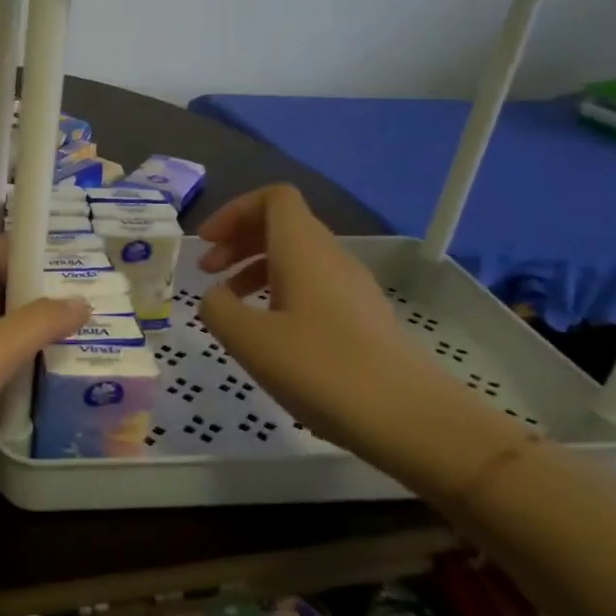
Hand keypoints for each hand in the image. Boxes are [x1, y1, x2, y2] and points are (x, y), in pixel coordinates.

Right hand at [195, 184, 513, 494]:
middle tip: (207, 271)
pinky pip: (312, 286)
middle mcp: (331, 258)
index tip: (206, 243)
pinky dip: (279, 293)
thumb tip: (215, 297)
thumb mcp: (250, 341)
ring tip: (230, 305)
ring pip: (297, 258)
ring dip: (256, 269)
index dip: (234, 211)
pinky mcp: (361, 318)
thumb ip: (218, 310)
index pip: (274, 198)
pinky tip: (268, 333)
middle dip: (239, 240)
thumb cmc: (322, 370)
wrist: (409, 417)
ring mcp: (352, 288)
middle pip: (283, 225)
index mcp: (304, 250)